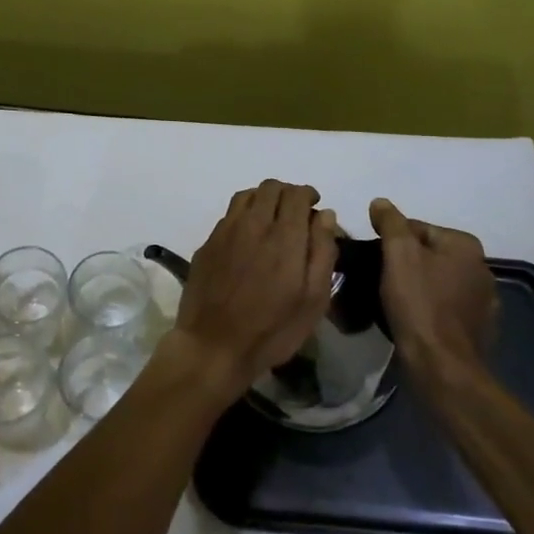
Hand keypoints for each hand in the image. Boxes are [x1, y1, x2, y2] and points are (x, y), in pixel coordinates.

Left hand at [168, 180, 338, 399]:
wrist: (214, 346)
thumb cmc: (273, 329)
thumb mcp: (313, 300)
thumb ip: (322, 252)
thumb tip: (325, 215)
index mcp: (284, 237)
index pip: (296, 194)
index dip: (308, 195)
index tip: (314, 207)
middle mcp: (253, 224)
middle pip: (271, 188)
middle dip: (287, 194)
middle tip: (295, 213)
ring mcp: (226, 231)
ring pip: (247, 195)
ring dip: (264, 198)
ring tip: (272, 218)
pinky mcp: (208, 243)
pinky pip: (229, 214)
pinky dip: (244, 214)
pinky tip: (248, 235)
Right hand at [370, 198, 499, 380]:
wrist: (442, 366)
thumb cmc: (419, 303)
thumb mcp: (398, 254)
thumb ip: (390, 222)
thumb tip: (381, 203)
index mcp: (465, 245)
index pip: (417, 229)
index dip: (390, 242)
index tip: (374, 261)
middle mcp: (482, 268)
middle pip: (428, 255)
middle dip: (405, 264)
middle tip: (380, 281)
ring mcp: (484, 301)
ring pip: (438, 282)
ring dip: (418, 287)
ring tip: (393, 302)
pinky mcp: (480, 329)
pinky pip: (447, 308)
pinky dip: (431, 309)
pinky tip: (414, 320)